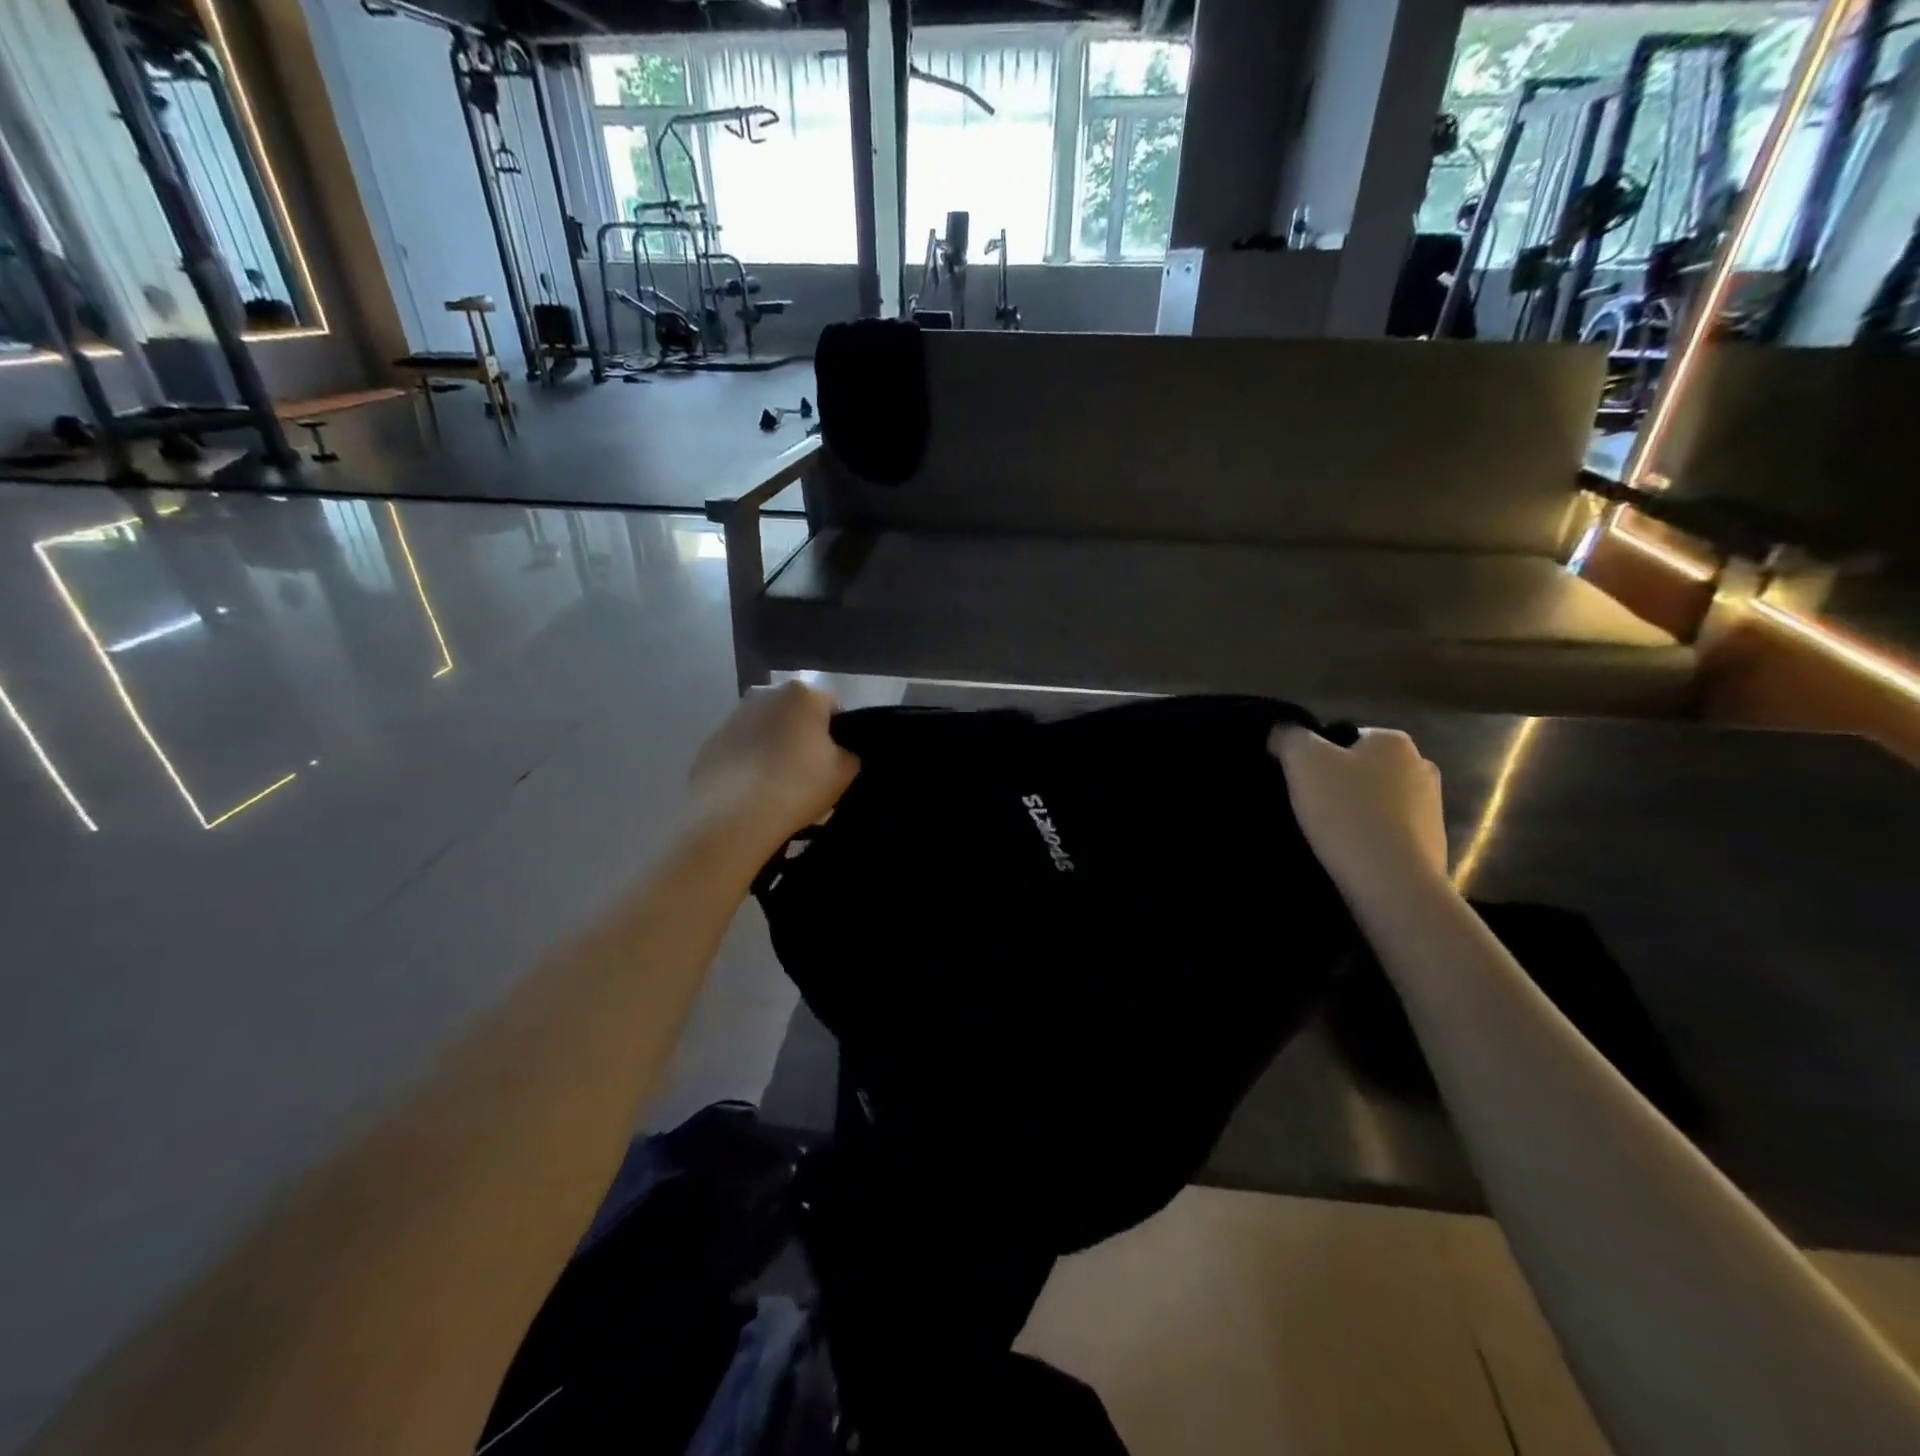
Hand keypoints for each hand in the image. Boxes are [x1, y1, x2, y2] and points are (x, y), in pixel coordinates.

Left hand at [684, 683, 858, 868]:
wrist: (731, 817)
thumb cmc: (796, 787)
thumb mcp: (843, 774)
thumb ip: (848, 755)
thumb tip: (837, 752)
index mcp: (803, 695)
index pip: (832, 705)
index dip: (837, 732)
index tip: (834, 760)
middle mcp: (766, 695)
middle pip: (795, 713)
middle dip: (802, 735)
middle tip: (808, 771)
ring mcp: (734, 717)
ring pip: (766, 729)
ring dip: (773, 746)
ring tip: (776, 784)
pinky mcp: (711, 741)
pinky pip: (741, 748)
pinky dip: (748, 762)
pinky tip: (751, 790)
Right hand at [1269, 726, 1448, 901]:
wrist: (1392, 882)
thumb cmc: (1346, 810)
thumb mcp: (1302, 760)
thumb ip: (1289, 736)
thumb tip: (1283, 732)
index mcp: (1394, 741)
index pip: (1345, 736)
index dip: (1317, 756)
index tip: (1300, 780)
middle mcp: (1422, 767)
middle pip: (1363, 769)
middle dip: (1338, 783)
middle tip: (1308, 806)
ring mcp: (1432, 808)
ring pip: (1378, 801)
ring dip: (1355, 812)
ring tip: (1327, 834)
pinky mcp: (1432, 845)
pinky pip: (1390, 833)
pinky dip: (1370, 839)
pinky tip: (1350, 853)